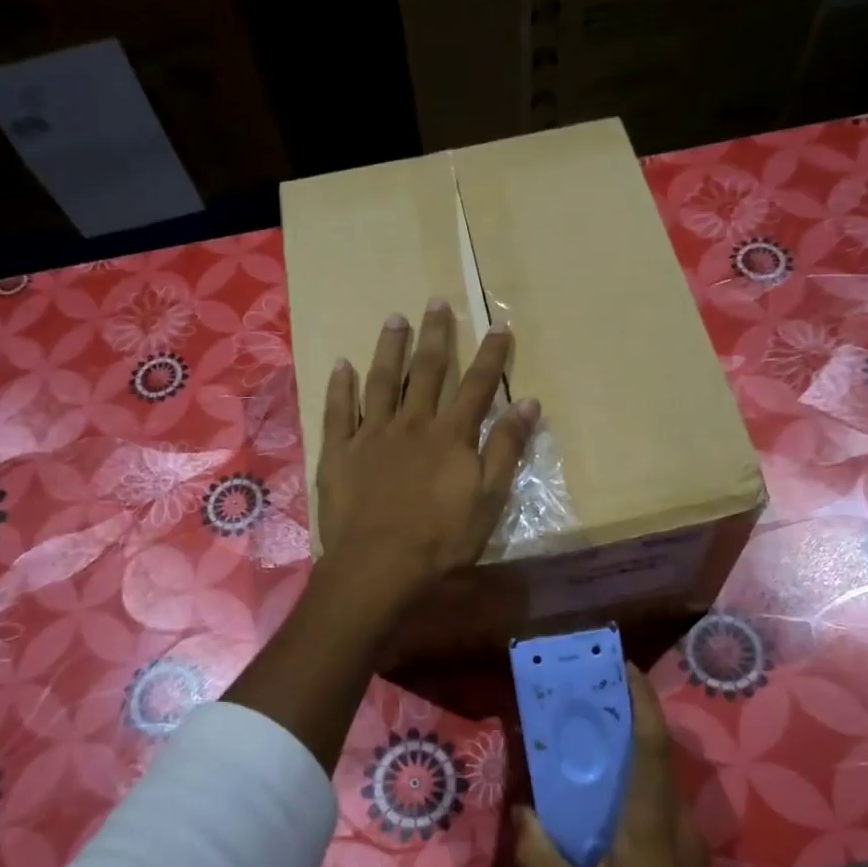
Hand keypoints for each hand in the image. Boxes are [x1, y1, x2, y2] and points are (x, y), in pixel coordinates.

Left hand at [317, 301, 539, 610]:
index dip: (490, 356)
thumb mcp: (489, 498)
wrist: (379, 565)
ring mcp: (371, 435)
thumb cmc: (441, 539)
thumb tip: (529, 402)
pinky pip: (338, 411)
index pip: (477, 386)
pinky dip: (340, 387)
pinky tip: (342, 365)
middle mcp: (412, 424)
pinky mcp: (339, 452)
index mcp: (450, 436)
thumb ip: (507, 448)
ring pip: (382, 381)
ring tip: (395, 318)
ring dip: (390, 349)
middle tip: (437, 301)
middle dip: (435, 336)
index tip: (499, 326)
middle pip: (426, 371)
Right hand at [514, 666, 758, 866]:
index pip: (652, 744)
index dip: (641, 699)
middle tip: (586, 695)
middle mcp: (675, 819)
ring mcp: (686, 838)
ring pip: (657, 777)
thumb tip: (520, 811)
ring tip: (587, 739)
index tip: (621, 665)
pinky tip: (602, 800)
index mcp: (650, 823)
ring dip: (629, 749)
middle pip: (655, 751)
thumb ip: (542, 856)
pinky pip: (657, 801)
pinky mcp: (685, 856)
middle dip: (627, 714)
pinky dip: (633, 781)